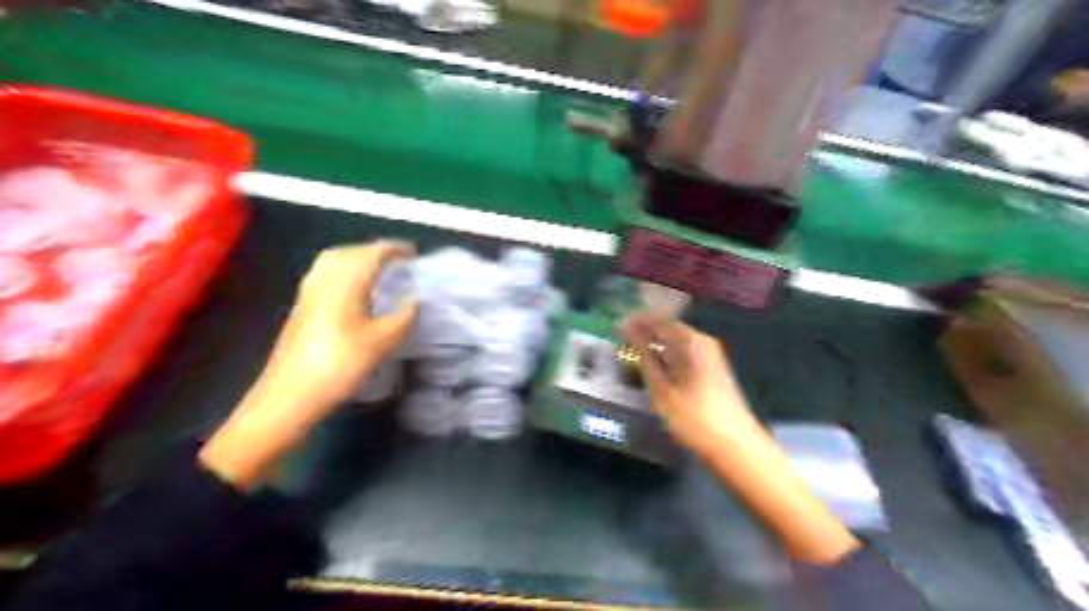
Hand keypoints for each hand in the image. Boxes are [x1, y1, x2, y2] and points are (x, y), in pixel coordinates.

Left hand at [250, 240, 417, 417]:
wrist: (291, 394)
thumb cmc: (341, 364)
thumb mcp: (384, 341)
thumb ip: (404, 316)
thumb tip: (415, 300)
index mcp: (346, 282)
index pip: (373, 253)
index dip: (394, 249)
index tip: (414, 254)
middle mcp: (324, 279)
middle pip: (350, 251)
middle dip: (375, 251)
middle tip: (398, 261)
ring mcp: (309, 292)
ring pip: (334, 261)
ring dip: (357, 259)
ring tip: (378, 271)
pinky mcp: (302, 307)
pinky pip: (326, 275)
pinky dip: (345, 272)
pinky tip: (354, 290)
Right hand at [615, 312, 754, 456]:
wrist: (733, 444)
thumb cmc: (693, 417)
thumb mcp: (661, 389)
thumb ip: (645, 357)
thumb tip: (630, 333)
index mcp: (690, 341)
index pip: (659, 320)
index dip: (636, 321)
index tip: (617, 327)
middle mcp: (702, 341)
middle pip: (669, 327)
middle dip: (645, 330)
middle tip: (621, 338)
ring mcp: (710, 354)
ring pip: (676, 339)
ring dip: (655, 342)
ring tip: (632, 349)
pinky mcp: (711, 367)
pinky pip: (683, 350)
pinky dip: (666, 352)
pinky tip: (654, 362)